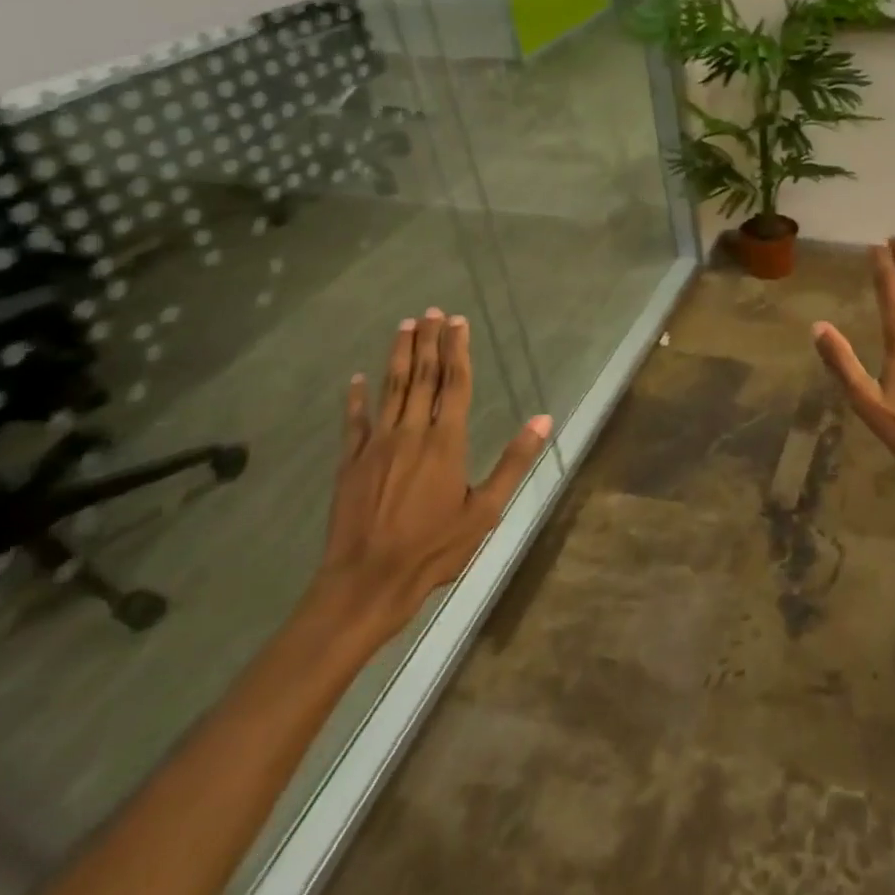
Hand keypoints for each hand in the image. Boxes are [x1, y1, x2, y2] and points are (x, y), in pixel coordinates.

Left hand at [312, 308, 550, 641]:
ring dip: (398, 357)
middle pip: (422, 378)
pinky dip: (355, 399)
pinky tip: (356, 379)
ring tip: (404, 327)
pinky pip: (354, 423)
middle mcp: (410, 434)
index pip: (455, 384)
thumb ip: (514, 461)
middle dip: (428, 342)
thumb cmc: (434, 548)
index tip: (457, 321)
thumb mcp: (486, 510)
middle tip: (430, 311)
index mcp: (446, 442)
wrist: (366, 582)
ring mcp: (376, 446)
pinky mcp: (350, 464)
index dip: (458, 350)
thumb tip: (544, 419)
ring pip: (390, 390)